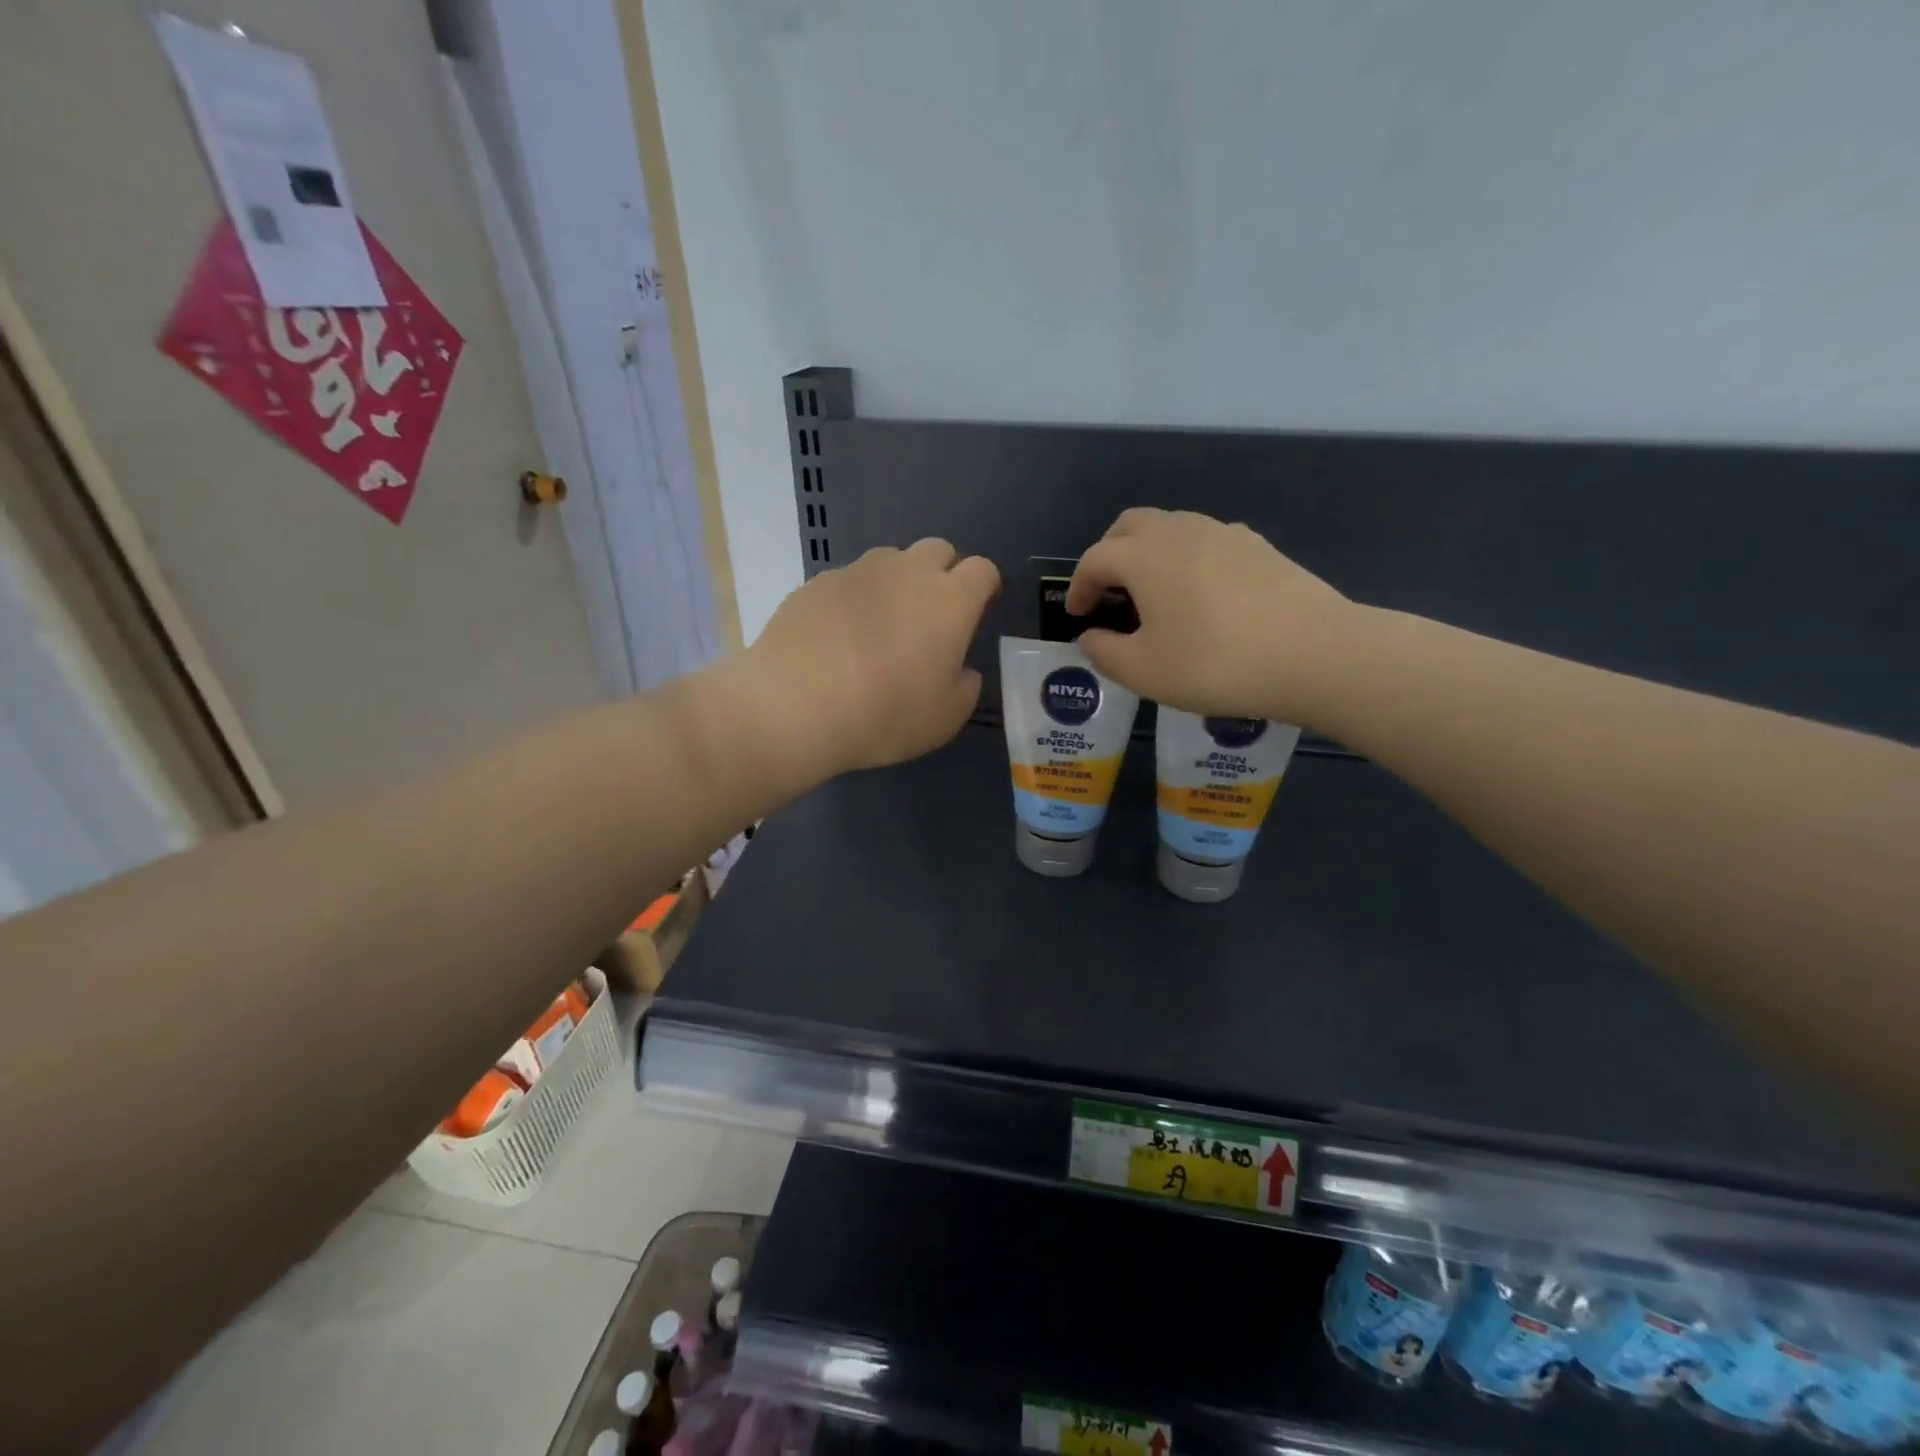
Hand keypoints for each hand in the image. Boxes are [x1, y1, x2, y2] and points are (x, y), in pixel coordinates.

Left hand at [746, 538, 1000, 780]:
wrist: (795, 705)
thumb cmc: (885, 715)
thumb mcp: (945, 718)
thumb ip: (965, 686)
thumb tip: (960, 669)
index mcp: (950, 601)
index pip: (982, 569)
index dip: (985, 586)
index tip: (979, 608)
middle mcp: (908, 572)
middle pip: (938, 549)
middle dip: (943, 573)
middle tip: (932, 615)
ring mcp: (858, 572)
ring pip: (891, 559)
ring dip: (897, 581)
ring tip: (882, 624)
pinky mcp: (817, 582)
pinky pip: (848, 580)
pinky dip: (854, 599)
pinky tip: (839, 636)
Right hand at [1065, 508, 1356, 724]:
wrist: (1315, 653)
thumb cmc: (1215, 663)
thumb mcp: (1144, 671)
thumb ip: (1104, 652)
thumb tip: (1090, 637)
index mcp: (1144, 556)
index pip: (1095, 558)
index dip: (1078, 586)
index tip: (1077, 615)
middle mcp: (1180, 531)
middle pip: (1130, 525)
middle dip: (1110, 553)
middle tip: (1108, 591)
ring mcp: (1224, 533)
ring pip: (1171, 528)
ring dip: (1149, 553)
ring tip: (1153, 594)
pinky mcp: (1259, 547)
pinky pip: (1206, 541)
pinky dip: (1187, 559)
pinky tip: (1200, 595)